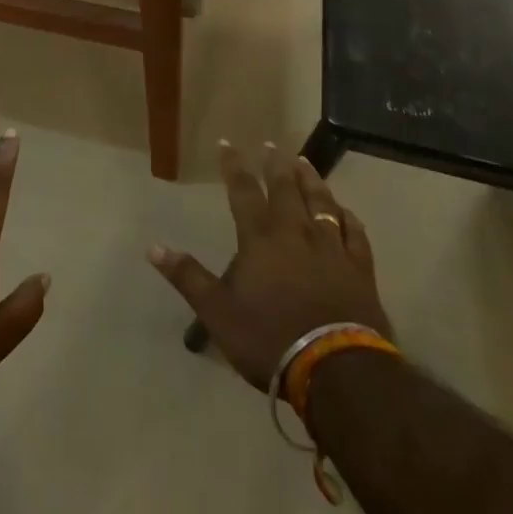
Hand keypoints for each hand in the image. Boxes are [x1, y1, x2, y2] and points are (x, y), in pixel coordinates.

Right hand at [149, 140, 391, 390]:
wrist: (334, 369)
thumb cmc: (269, 338)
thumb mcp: (217, 312)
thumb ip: (188, 277)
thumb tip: (153, 248)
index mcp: (259, 239)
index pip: (242, 191)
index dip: (233, 165)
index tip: (226, 143)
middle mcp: (295, 233)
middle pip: (285, 189)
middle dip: (276, 165)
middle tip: (272, 144)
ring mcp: (331, 249)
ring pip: (321, 203)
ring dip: (311, 181)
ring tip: (305, 163)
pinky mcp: (359, 270)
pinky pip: (355, 234)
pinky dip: (348, 218)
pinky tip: (346, 211)